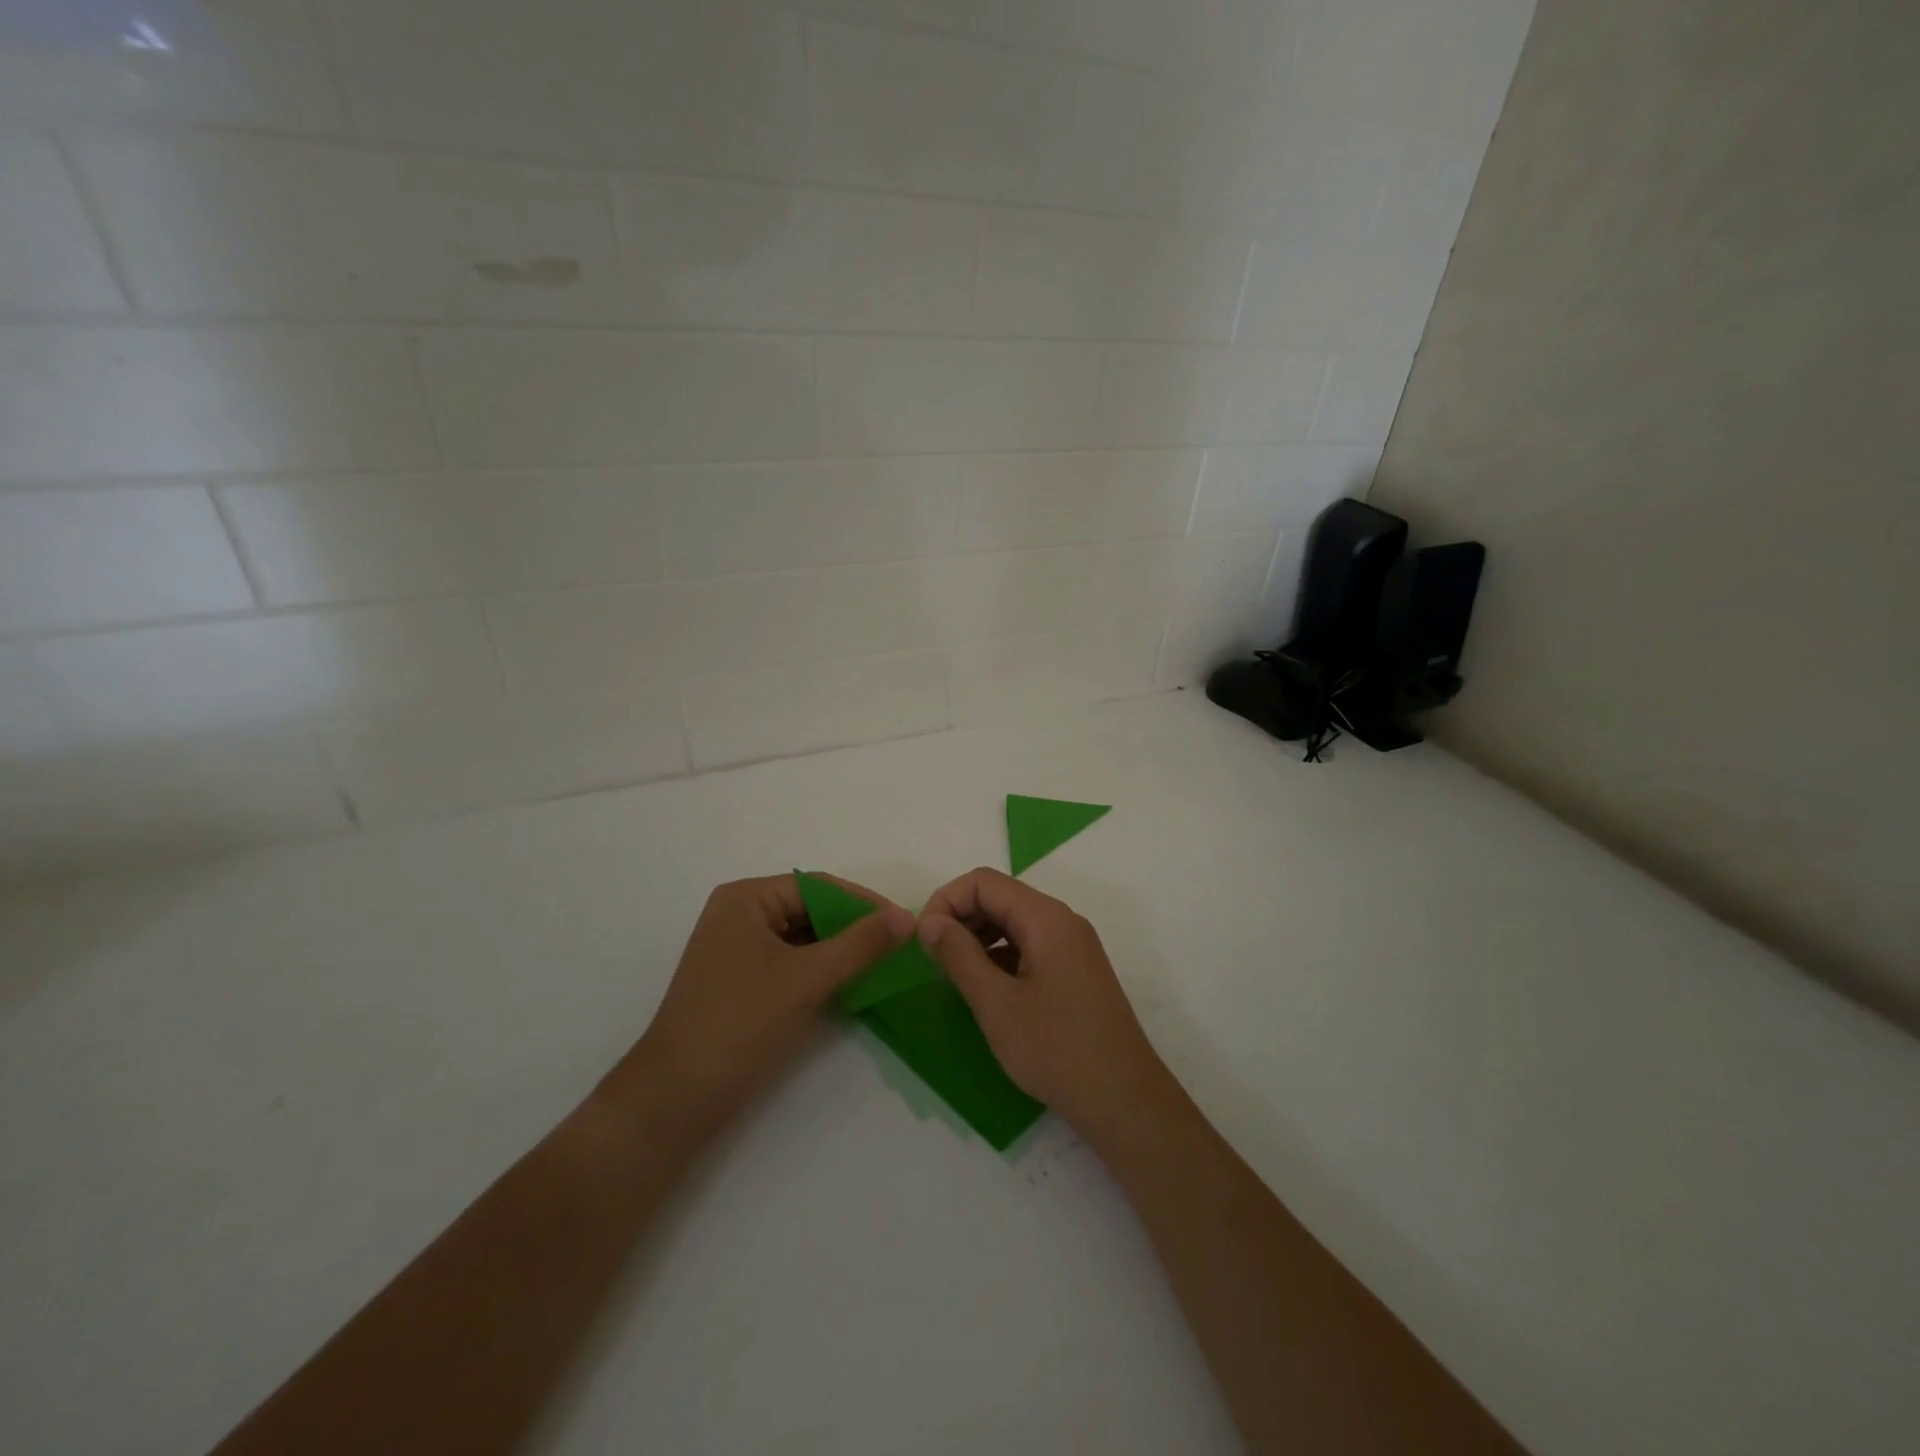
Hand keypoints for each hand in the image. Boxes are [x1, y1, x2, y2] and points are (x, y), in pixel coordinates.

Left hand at [636, 874, 912, 1116]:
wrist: (676, 1100)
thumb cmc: (739, 1024)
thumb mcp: (807, 979)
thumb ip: (860, 945)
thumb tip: (908, 916)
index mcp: (746, 899)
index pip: (817, 886)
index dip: (863, 903)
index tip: (905, 923)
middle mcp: (740, 916)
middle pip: (811, 910)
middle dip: (854, 928)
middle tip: (900, 946)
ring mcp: (740, 952)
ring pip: (805, 939)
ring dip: (842, 951)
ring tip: (886, 965)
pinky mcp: (744, 984)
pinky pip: (794, 964)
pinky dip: (823, 972)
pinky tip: (854, 985)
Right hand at [916, 868, 1170, 1136]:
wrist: (1123, 1099)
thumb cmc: (1055, 1049)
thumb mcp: (996, 1004)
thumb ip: (959, 955)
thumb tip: (929, 922)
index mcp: (1046, 918)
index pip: (984, 881)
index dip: (946, 901)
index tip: (924, 940)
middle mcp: (1062, 920)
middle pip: (1000, 896)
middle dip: (961, 917)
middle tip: (934, 958)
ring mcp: (1073, 945)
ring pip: (1014, 921)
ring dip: (979, 936)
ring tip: (956, 973)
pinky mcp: (1075, 969)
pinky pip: (1030, 944)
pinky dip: (1001, 954)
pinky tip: (987, 987)